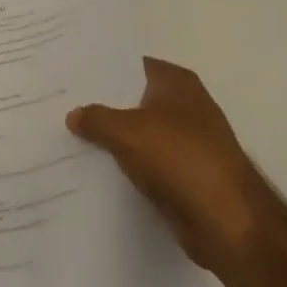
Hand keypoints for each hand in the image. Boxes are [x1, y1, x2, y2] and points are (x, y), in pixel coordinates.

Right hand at [67, 57, 272, 276]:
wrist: (227, 221)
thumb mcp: (127, 132)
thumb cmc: (180, 159)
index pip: (131, 64)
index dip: (101, 68)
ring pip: (137, 132)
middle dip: (101, 103)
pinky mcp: (183, 175)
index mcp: (176, 82)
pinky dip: (124, 165)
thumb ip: (96, 118)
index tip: (68, 71)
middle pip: (133, 99)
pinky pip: (144, 162)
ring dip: (111, 137)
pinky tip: (92, 167)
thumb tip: (74, 114)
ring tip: (67, 134)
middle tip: (59, 102)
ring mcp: (186, 142)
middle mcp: (184, 106)